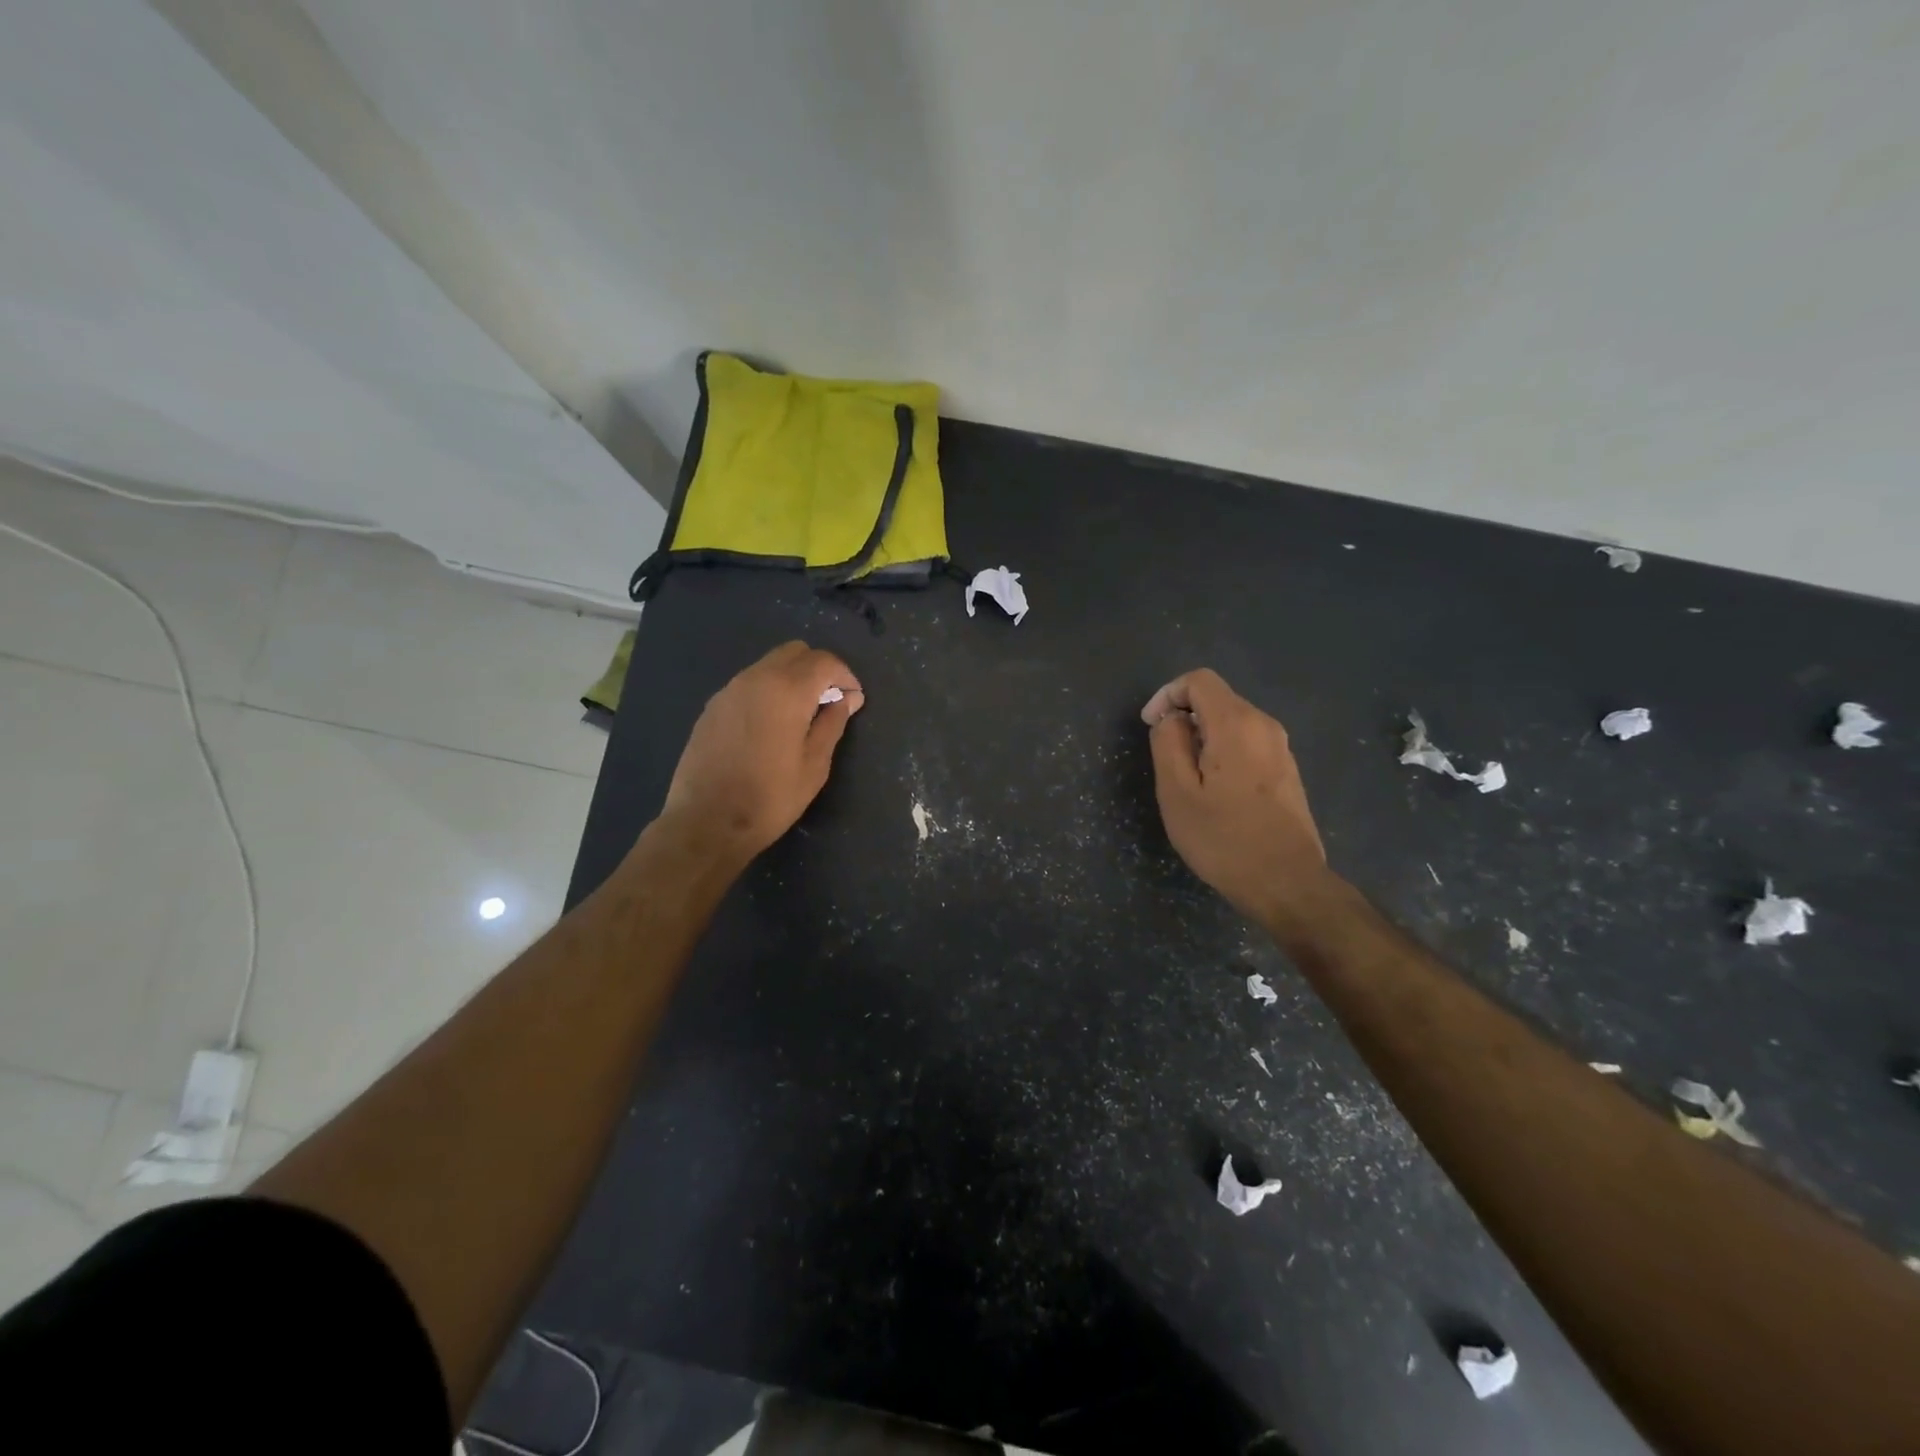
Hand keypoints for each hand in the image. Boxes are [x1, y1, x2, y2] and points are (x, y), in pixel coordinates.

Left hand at [657, 641, 862, 867]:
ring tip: (801, 715)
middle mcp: (756, 678)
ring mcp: (729, 690)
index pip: (824, 662)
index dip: (845, 676)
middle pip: (795, 652)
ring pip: (769, 664)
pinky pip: (749, 683)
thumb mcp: (814, 765)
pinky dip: (768, 690)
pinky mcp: (712, 707)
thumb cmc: (770, 798)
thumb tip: (848, 698)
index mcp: (786, 690)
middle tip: (829, 702)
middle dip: (819, 670)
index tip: (854, 700)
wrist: (706, 822)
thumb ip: (833, 723)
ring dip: (792, 678)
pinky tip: (771, 725)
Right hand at [1141, 669, 1329, 926]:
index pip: (1198, 680)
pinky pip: (1247, 743)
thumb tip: (1171, 719)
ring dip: (1202, 737)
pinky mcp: (1286, 770)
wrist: (1286, 883)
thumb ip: (1167, 743)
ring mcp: (1281, 748)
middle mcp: (1264, 725)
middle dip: (1184, 717)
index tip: (1150, 726)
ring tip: (1186, 779)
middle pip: (1217, 699)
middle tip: (1164, 758)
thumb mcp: (1176, 792)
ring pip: (1232, 722)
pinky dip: (1223, 751)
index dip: (1167, 695)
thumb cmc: (1223, 839)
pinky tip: (1215, 791)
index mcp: (1236, 724)